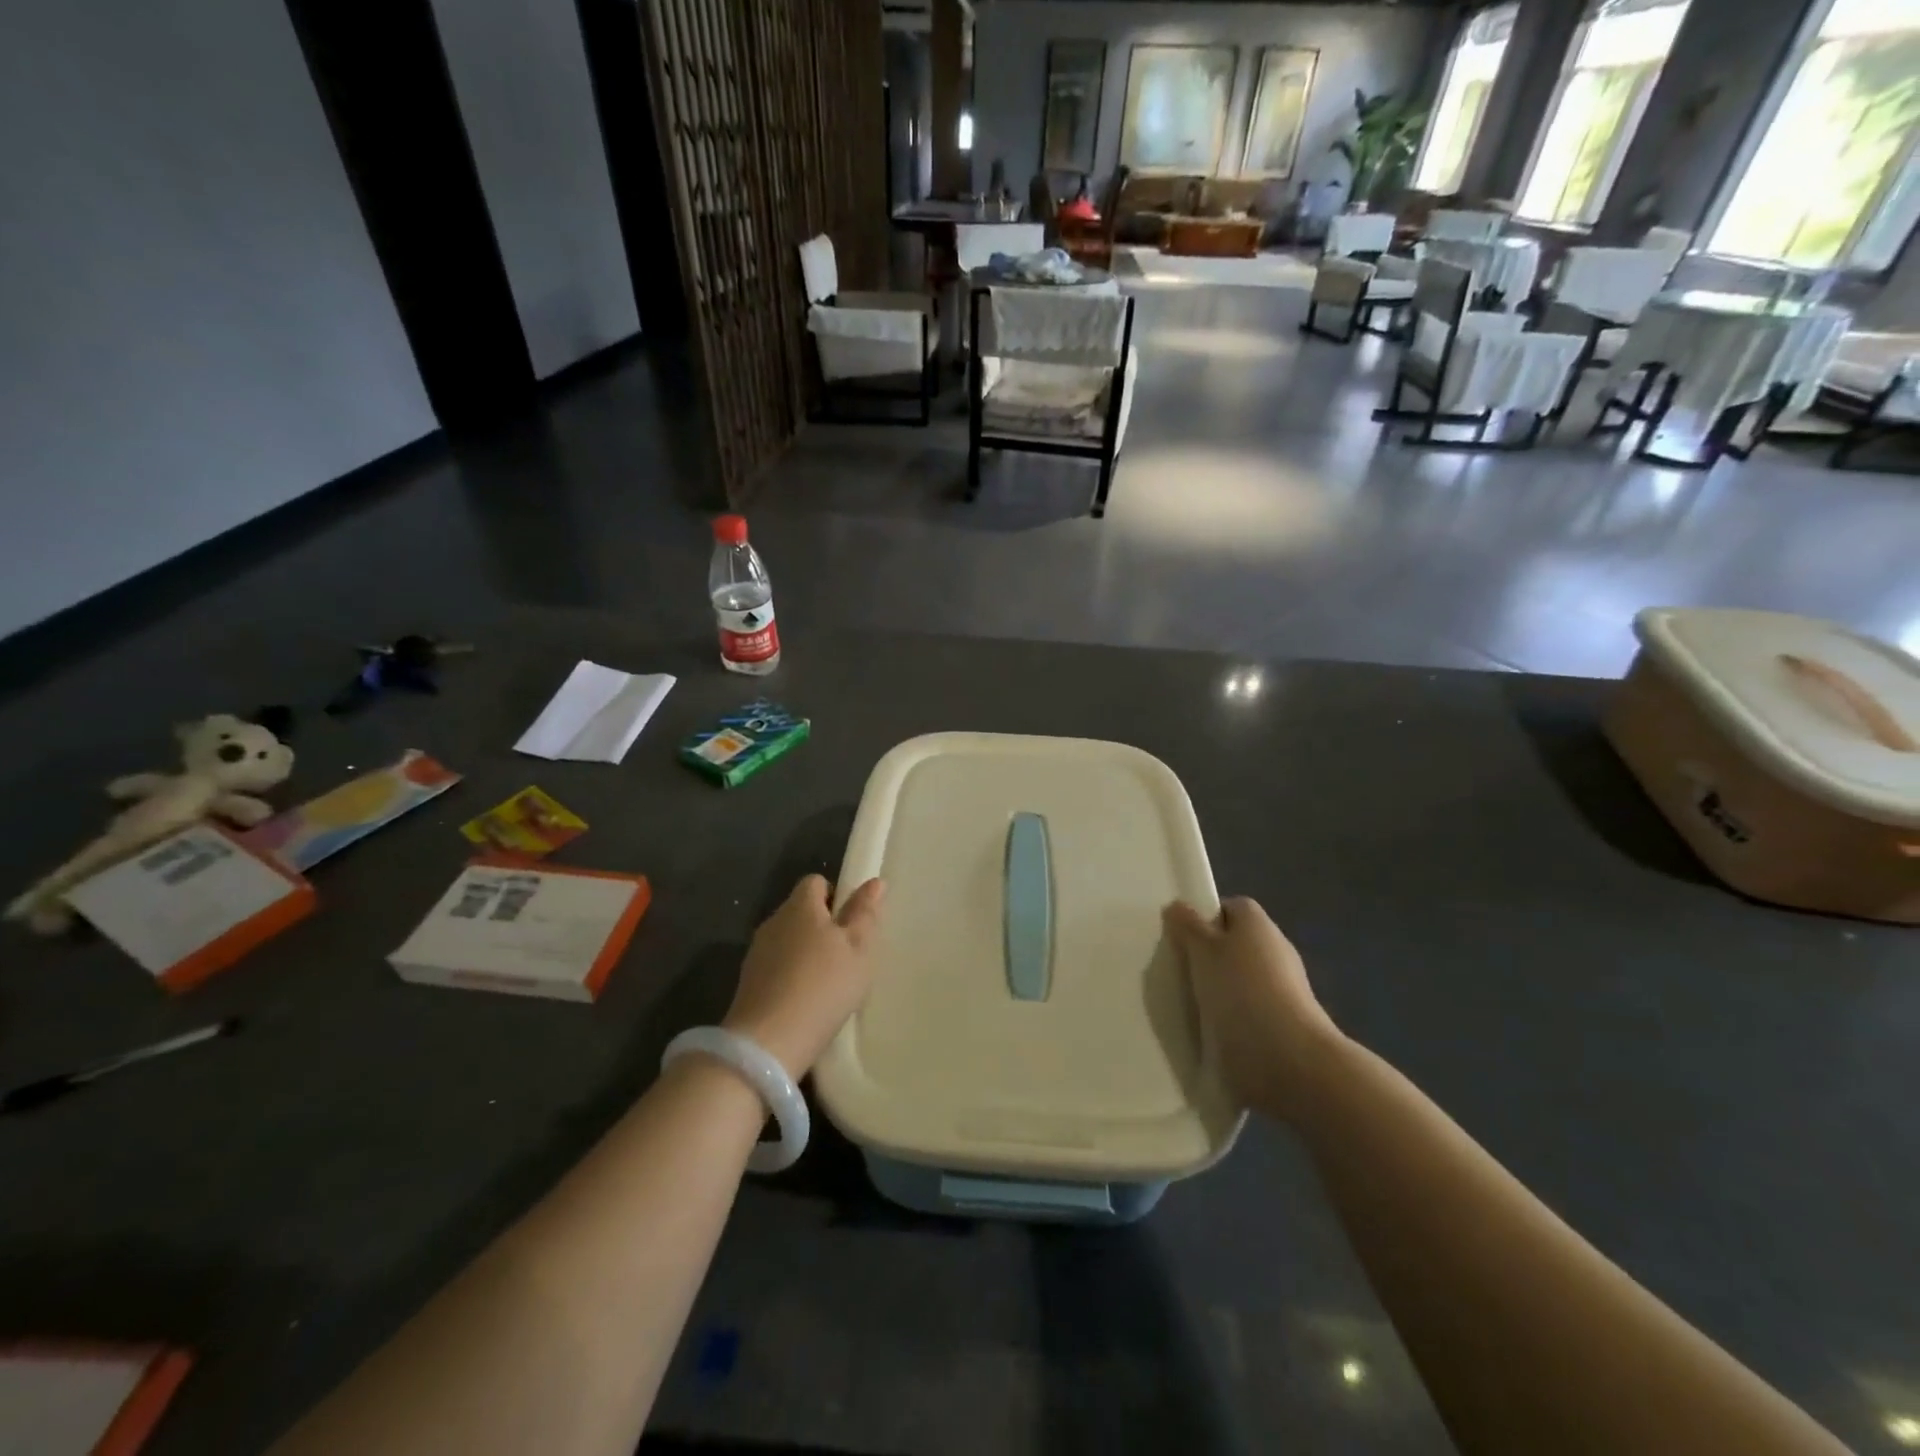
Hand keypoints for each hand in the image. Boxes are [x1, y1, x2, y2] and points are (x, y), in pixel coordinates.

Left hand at [724, 875, 885, 1078]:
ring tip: (828, 981)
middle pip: (800, 911)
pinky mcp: (748, 982)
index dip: (835, 895)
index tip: (851, 922)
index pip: (815, 882)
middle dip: (822, 925)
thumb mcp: (858, 949)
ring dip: (805, 952)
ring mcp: (757, 953)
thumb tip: (874, 881)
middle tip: (846, 954)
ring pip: (787, 940)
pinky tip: (806, 1000)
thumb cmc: (823, 986)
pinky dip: (791, 975)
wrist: (769, 1042)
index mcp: (801, 906)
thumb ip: (865, 913)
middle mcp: (774, 921)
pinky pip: (776, 966)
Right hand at [1163, 897, 1344, 1121]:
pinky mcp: (1284, 1023)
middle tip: (1179, 971)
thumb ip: (1188, 927)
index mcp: (1258, 923)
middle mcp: (1275, 949)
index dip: (1205, 918)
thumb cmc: (1240, 991)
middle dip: (1209, 956)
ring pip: (1240, 979)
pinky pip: (1248, 1009)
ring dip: (1219, 990)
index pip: (1230, 908)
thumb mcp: (1203, 951)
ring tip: (1188, 1005)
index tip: (1181, 938)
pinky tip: (1209, 1030)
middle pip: (1235, 943)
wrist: (1288, 1060)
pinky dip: (1231, 1017)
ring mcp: (1284, 988)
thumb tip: (1178, 906)